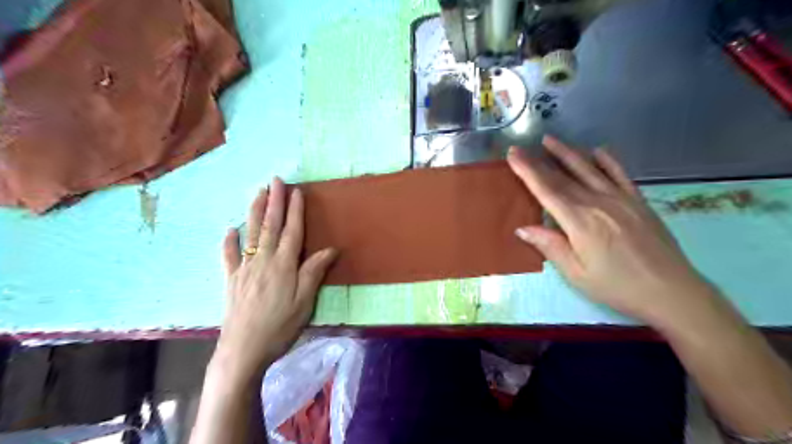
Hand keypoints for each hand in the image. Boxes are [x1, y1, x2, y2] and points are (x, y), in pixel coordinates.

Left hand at [216, 177, 337, 380]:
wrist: (243, 350)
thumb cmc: (280, 326)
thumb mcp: (304, 301)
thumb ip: (314, 272)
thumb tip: (331, 249)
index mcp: (284, 265)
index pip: (292, 231)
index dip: (294, 211)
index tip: (296, 191)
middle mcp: (263, 261)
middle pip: (270, 226)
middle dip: (274, 201)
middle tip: (275, 180)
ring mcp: (244, 269)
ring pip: (250, 234)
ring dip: (254, 211)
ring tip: (257, 193)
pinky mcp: (231, 281)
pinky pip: (228, 256)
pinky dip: (228, 241)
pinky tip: (229, 229)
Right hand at [507, 137, 718, 323]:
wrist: (672, 291)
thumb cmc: (617, 286)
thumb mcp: (576, 273)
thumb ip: (550, 246)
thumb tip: (522, 228)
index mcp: (579, 221)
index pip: (547, 190)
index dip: (528, 171)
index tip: (513, 155)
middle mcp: (598, 203)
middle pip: (562, 177)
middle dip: (538, 161)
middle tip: (520, 148)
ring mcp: (620, 199)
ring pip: (588, 169)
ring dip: (567, 153)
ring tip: (550, 140)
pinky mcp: (638, 201)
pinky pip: (620, 174)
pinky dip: (607, 160)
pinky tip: (597, 150)